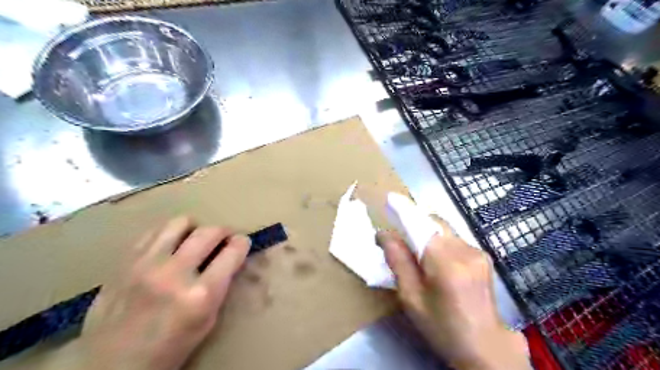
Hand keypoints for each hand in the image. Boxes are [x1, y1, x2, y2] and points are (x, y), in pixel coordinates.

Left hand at [75, 218, 251, 369]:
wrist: (110, 365)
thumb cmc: (168, 348)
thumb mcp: (207, 322)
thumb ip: (220, 286)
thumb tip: (230, 256)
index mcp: (200, 295)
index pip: (232, 252)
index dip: (242, 243)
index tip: (242, 242)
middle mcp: (174, 274)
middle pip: (209, 232)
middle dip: (224, 231)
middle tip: (224, 238)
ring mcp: (146, 264)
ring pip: (180, 222)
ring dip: (195, 228)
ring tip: (195, 239)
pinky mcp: (125, 262)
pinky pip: (154, 231)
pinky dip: (169, 233)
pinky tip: (170, 245)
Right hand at [380, 222, 529, 369]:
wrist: (485, 346)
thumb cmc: (442, 326)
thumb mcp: (411, 298)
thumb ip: (398, 261)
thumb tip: (384, 234)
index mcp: (446, 263)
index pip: (421, 225)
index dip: (404, 210)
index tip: (389, 199)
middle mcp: (465, 250)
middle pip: (434, 222)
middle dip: (414, 222)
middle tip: (399, 237)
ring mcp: (477, 251)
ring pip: (443, 229)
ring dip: (426, 233)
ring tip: (416, 253)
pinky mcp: (482, 255)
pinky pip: (453, 238)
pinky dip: (438, 241)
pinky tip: (435, 261)